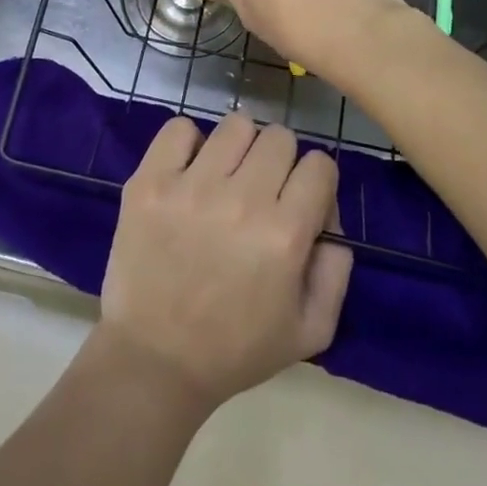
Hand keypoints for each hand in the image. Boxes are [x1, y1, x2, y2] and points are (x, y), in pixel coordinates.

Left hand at [99, 113, 351, 411]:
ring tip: (224, 177)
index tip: (299, 200)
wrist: (155, 360)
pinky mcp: (149, 181)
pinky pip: (179, 128)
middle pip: (279, 138)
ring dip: (238, 148)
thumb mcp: (311, 330)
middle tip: (260, 191)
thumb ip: (336, 268)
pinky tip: (189, 171)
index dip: (315, 181)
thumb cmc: (236, 349)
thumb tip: (330, 213)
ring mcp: (191, 187)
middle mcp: (242, 201)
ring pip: (236, 125)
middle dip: (279, 162)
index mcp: (284, 235)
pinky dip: (188, 143)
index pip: (319, 164)